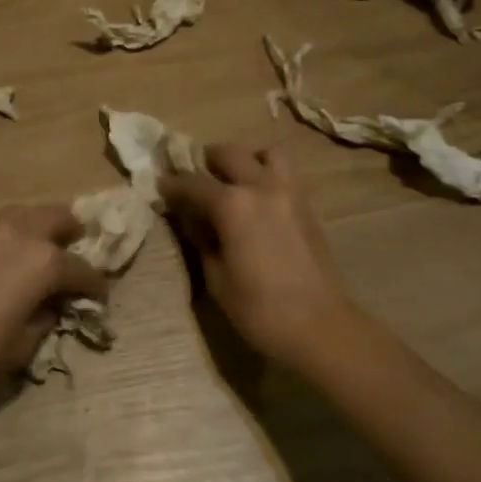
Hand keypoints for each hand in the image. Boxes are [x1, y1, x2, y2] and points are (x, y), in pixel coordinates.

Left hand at [0, 206, 108, 401]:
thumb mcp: (21, 346)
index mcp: (44, 261)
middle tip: (74, 260)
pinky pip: (4, 226)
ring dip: (43, 230)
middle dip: (73, 235)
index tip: (100, 299)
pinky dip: (17, 236)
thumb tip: (49, 309)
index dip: (96, 286)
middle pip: (60, 218)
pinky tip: (11, 263)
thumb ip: (44, 321)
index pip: (83, 269)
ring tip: (43, 257)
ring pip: (29, 214)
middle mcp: (22, 233)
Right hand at [160, 143, 364, 370]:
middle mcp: (261, 186)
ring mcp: (289, 192)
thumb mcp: (216, 277)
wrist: (321, 327)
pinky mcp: (307, 206)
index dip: (171, 184)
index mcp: (232, 204)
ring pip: (265, 154)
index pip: (192, 182)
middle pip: (229, 154)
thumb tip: (190, 219)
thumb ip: (201, 240)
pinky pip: (284, 173)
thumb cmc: (260, 309)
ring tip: (232, 182)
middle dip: (206, 162)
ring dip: (244, 160)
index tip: (159, 186)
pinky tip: (256, 201)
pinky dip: (266, 174)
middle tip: (193, 180)